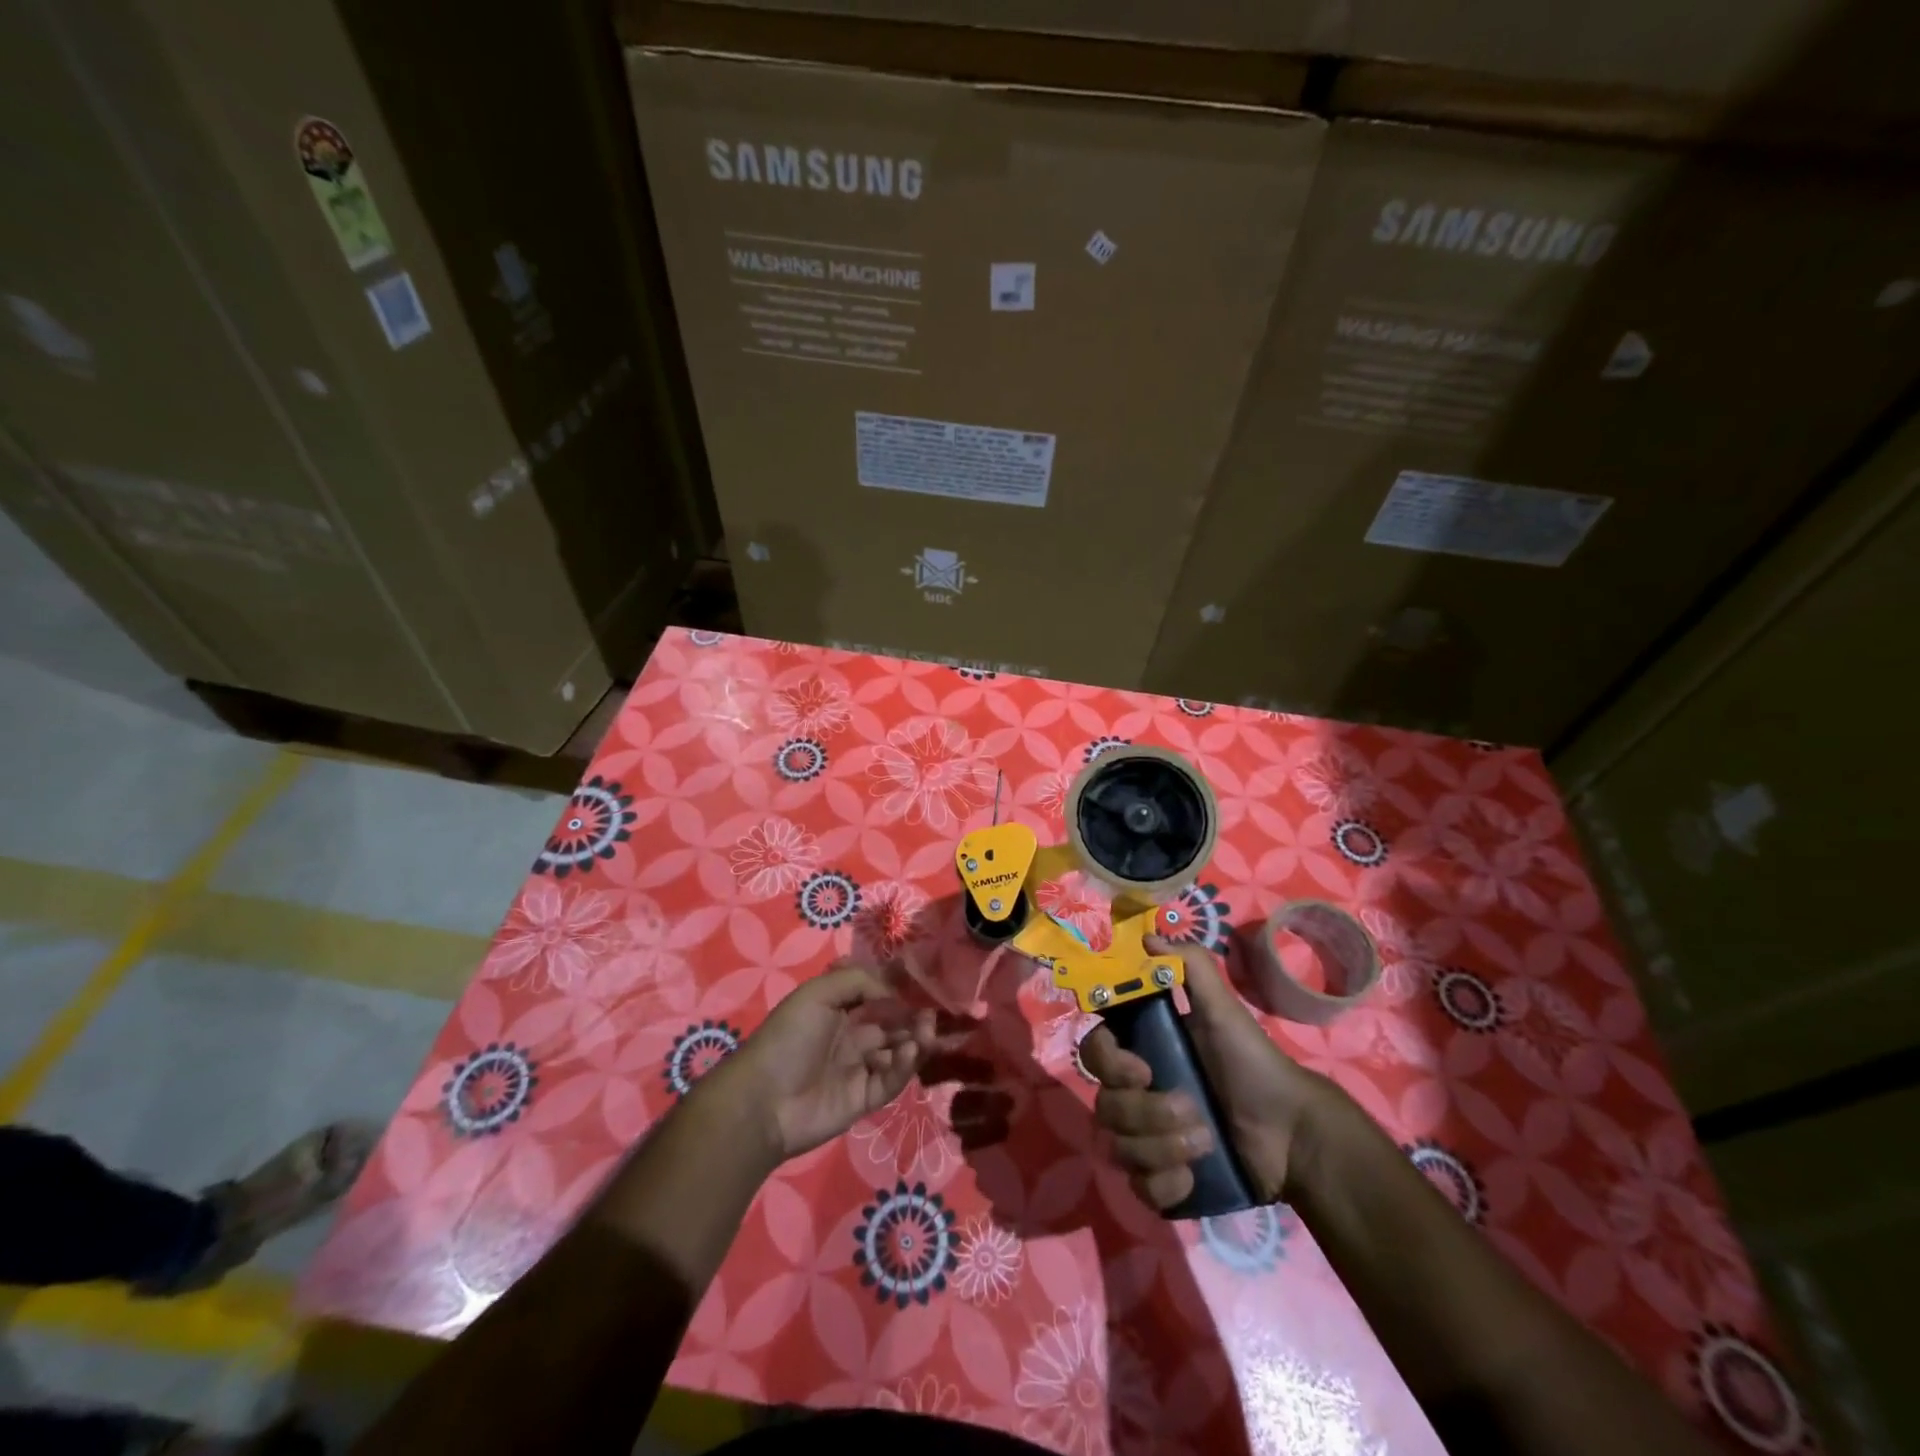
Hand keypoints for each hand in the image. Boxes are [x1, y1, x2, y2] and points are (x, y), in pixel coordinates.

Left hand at [713, 964, 939, 1162]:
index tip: (923, 989)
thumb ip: (859, 982)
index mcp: (838, 1010)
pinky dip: (904, 1066)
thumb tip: (894, 995)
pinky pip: (891, 1080)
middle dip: (913, 1019)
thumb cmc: (789, 1038)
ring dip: (915, 1042)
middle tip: (931, 1016)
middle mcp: (851, 1036)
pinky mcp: (864, 1099)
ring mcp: (859, 1069)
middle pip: (893, 1025)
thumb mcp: (818, 993)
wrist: (764, 1101)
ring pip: (897, 1052)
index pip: (877, 997)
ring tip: (925, 1036)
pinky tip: (908, 1053)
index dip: (899, 994)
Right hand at [1080, 935, 1337, 1210]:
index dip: (1108, 1061)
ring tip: (1204, 1143)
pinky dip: (1164, 1184)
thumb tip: (1148, 936)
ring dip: (1160, 1147)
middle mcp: (1136, 1093)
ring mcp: (1146, 1139)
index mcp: (1143, 1050)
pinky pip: (1139, 1187)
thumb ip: (1190, 968)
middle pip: (1104, 1104)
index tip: (1142, 1070)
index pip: (1096, 1051)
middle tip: (1191, 1110)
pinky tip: (1192, 1177)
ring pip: (1118, 1147)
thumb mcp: (1224, 1011)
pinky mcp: (1162, 1180)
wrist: (1294, 1134)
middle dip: (1146, 1112)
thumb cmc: (1254, 1064)